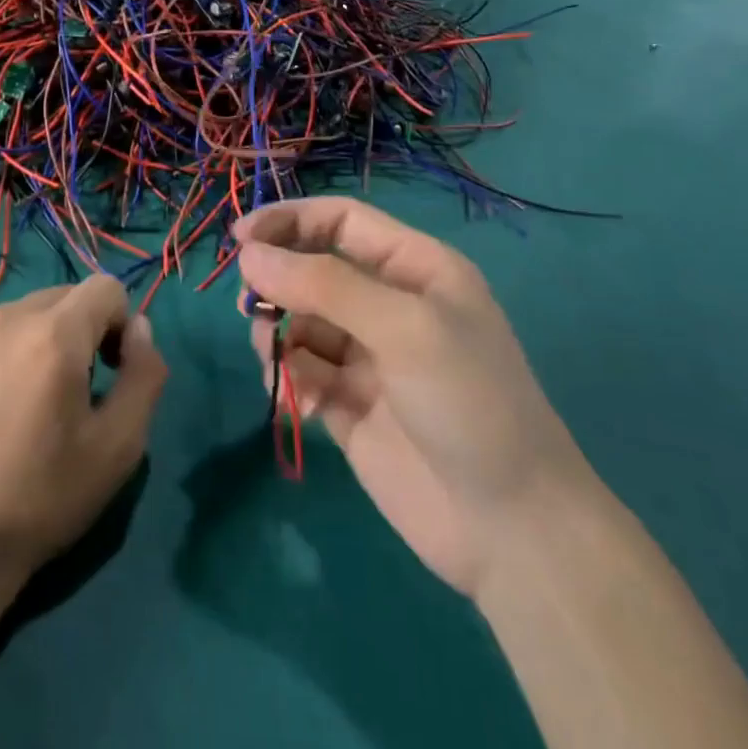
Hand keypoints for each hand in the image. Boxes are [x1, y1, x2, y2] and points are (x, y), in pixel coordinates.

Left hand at [0, 276, 166, 594]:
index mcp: (53, 335)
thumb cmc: (42, 498)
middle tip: (72, 394)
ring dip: (41, 340)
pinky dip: (3, 352)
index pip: (106, 288)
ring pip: (25, 313)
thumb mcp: (120, 446)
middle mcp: (5, 317)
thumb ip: (145, 373)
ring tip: (27, 403)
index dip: (120, 325)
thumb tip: (138, 328)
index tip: (108, 374)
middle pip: (65, 297)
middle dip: (81, 332)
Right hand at [235, 198, 589, 601]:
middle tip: (253, 310)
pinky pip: (299, 370)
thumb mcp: (403, 327)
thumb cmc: (468, 403)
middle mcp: (387, 304)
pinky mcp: (346, 403)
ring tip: (278, 362)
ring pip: (298, 321)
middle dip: (277, 283)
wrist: (510, 528)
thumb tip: (248, 255)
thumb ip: (324, 284)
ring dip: (277, 333)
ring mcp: (366, 356)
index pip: (340, 221)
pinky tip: (297, 402)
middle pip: (311, 269)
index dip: (288, 221)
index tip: (238, 241)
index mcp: (414, 268)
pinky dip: (287, 377)